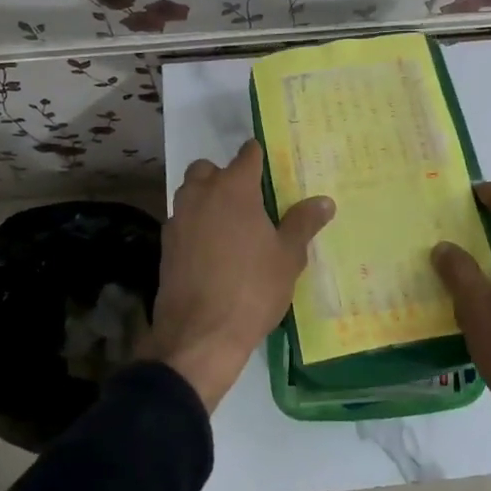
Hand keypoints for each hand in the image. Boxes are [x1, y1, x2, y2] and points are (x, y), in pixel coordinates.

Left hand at [146, 139, 334, 411]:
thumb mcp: (288, 257)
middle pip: (208, 169)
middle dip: (225, 176)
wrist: (200, 335)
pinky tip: (212, 252)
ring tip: (232, 226)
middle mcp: (201, 195)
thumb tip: (324, 201)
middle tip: (249, 200)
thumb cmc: (252, 289)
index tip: (270, 165)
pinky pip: (183, 222)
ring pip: (191, 194)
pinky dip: (196, 226)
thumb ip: (303, 223)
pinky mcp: (166, 246)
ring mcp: (178, 220)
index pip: (247, 155)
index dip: (259, 156)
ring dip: (207, 199)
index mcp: (234, 189)